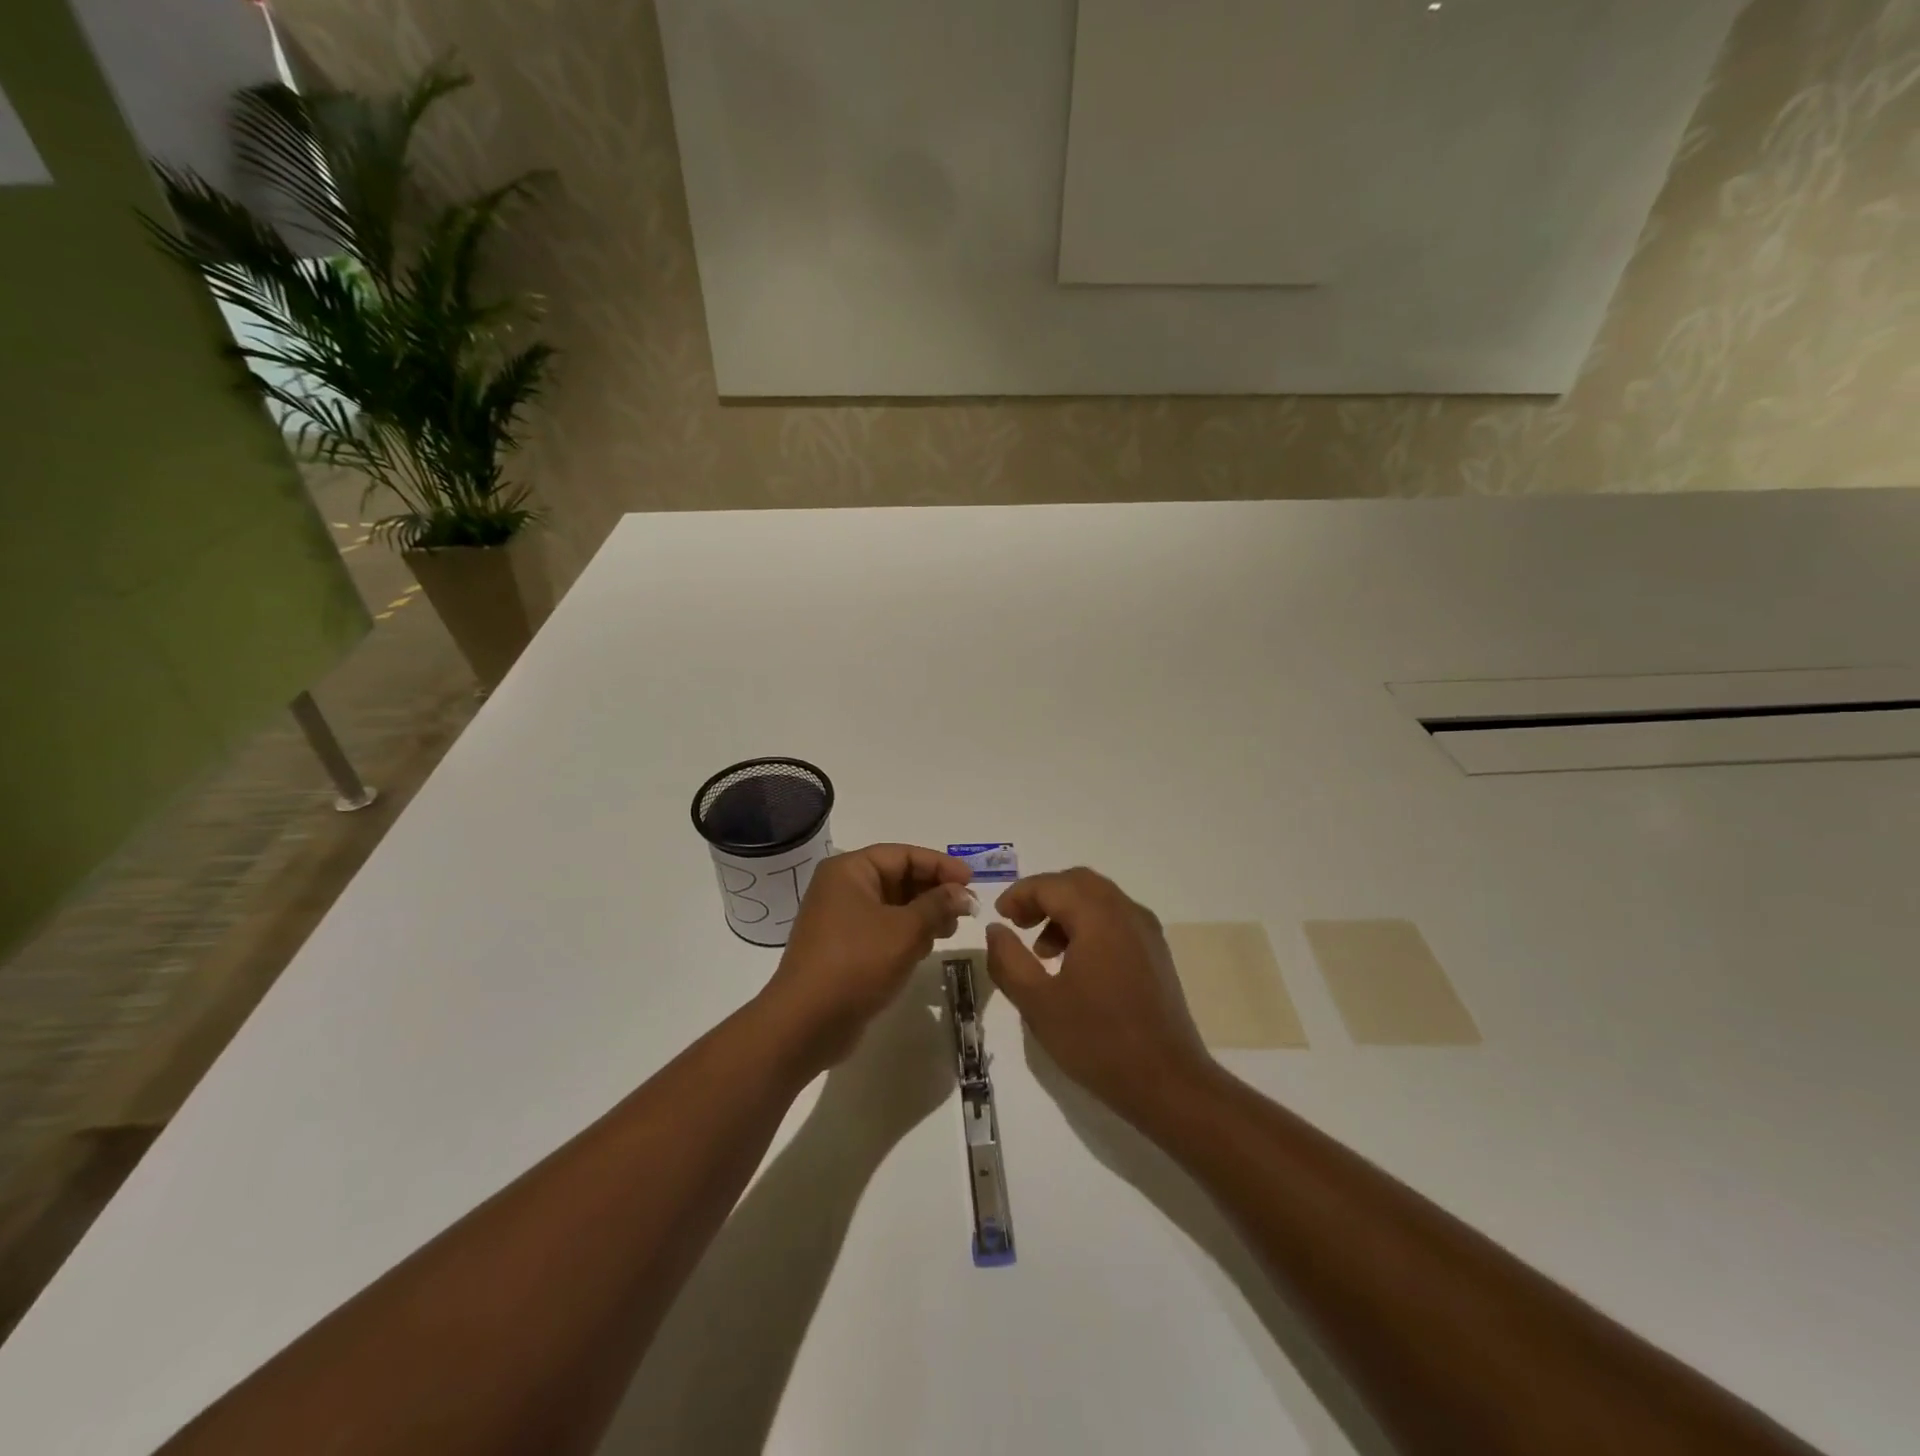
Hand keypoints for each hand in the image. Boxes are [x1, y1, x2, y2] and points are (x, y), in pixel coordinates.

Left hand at [762, 844, 971, 1070]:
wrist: (806, 1023)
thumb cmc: (857, 963)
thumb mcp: (905, 930)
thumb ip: (938, 905)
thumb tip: (962, 893)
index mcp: (850, 871)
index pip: (903, 855)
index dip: (940, 865)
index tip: (972, 882)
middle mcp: (842, 888)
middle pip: (898, 878)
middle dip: (933, 892)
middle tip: (965, 910)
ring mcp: (841, 920)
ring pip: (893, 906)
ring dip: (923, 915)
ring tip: (949, 931)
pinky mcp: (844, 948)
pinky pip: (883, 930)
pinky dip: (906, 934)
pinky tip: (925, 949)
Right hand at [985, 868, 1213, 1122]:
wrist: (1168, 1083)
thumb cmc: (1097, 1040)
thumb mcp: (1038, 1003)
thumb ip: (1008, 960)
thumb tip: (996, 930)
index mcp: (1098, 916)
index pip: (1051, 885)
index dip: (1019, 895)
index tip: (999, 917)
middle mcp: (1127, 912)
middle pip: (1078, 883)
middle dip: (1044, 896)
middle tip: (1018, 924)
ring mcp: (1147, 932)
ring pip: (1099, 900)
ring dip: (1066, 912)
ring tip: (1043, 953)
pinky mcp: (1156, 954)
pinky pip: (1116, 920)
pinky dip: (1089, 926)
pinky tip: (1075, 966)